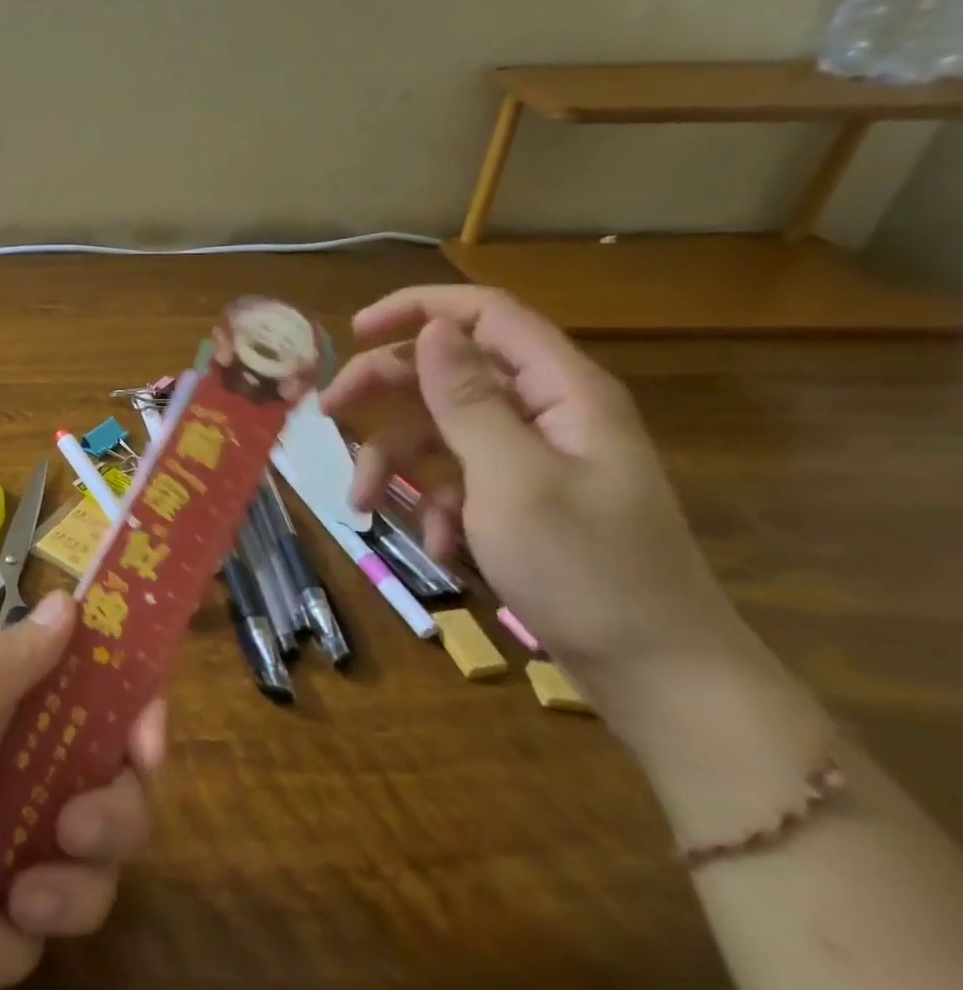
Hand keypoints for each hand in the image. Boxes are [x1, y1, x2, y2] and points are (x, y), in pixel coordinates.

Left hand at [0, 591, 164, 989]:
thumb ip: (15, 659)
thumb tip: (69, 598)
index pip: (86, 695)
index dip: (130, 711)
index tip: (148, 739)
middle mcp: (4, 769)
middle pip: (106, 788)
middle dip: (109, 816)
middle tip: (76, 829)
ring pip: (82, 870)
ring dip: (63, 891)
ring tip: (16, 900)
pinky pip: (28, 937)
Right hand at [316, 286, 752, 708]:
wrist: (660, 680)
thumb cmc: (586, 570)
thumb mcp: (512, 479)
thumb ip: (467, 399)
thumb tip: (433, 328)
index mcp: (561, 391)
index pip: (485, 315)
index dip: (417, 309)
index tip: (353, 332)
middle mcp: (547, 412)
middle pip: (449, 370)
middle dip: (385, 390)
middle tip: (328, 413)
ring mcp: (534, 458)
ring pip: (443, 429)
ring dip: (396, 461)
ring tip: (362, 503)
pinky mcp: (523, 499)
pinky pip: (460, 478)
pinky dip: (434, 504)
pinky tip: (434, 544)